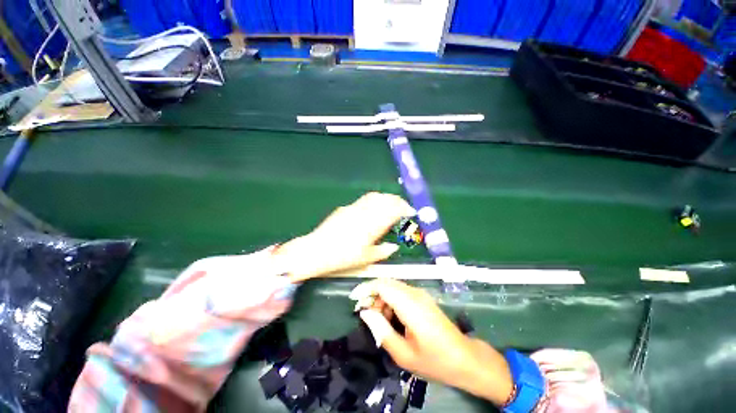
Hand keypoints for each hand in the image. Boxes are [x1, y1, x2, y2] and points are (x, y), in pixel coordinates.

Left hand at [274, 192, 415, 281]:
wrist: (316, 251)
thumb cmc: (342, 258)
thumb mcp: (365, 259)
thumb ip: (383, 251)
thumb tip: (393, 247)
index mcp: (372, 226)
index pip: (393, 210)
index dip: (405, 208)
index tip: (411, 212)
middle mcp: (364, 213)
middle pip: (385, 199)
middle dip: (397, 200)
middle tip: (403, 207)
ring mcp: (354, 208)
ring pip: (374, 196)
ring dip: (386, 198)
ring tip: (391, 205)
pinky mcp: (345, 208)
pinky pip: (364, 200)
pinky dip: (374, 201)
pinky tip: (373, 209)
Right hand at [350, 278, 513, 405]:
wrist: (465, 359)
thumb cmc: (435, 361)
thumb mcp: (403, 354)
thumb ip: (381, 330)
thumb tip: (365, 312)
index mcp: (410, 305)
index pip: (383, 285)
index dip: (366, 289)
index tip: (354, 300)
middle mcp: (415, 293)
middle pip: (386, 283)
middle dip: (372, 295)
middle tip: (366, 314)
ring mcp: (420, 294)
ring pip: (393, 287)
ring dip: (381, 298)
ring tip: (379, 320)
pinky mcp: (422, 298)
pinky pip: (401, 292)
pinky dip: (390, 300)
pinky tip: (391, 318)